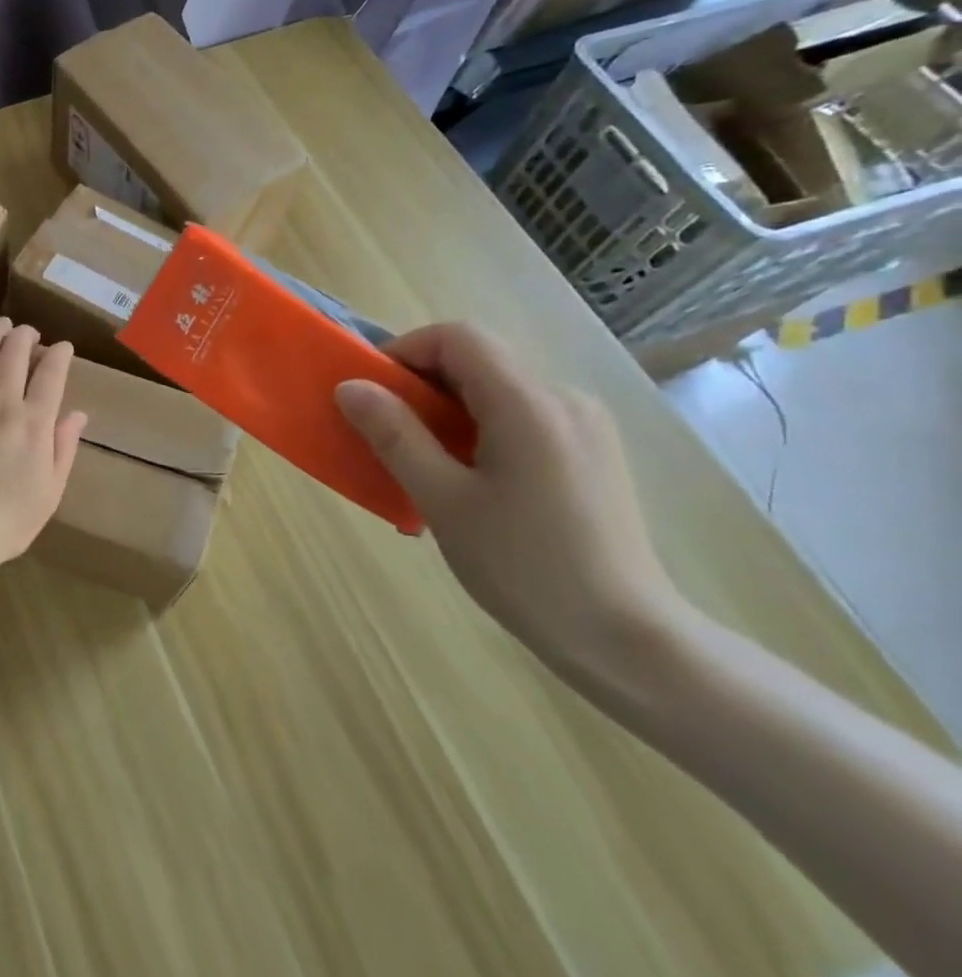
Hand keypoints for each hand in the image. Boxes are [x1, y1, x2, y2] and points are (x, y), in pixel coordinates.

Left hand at [0, 317, 87, 576]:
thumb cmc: (10, 519)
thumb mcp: (51, 490)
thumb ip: (64, 447)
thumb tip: (77, 415)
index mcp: (34, 423)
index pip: (51, 374)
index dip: (59, 355)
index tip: (63, 347)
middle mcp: (2, 404)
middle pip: (14, 355)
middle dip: (25, 336)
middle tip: (29, 333)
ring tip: (1, 325)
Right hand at [334, 323, 691, 689]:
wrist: (625, 639)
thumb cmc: (524, 567)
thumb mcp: (443, 500)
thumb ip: (395, 435)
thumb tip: (350, 387)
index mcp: (529, 404)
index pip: (458, 338)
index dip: (405, 351)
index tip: (372, 393)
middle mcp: (564, 400)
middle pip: (479, 360)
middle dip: (422, 385)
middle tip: (387, 432)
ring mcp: (584, 426)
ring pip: (498, 390)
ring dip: (448, 410)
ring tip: (422, 465)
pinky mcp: (591, 453)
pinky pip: (521, 418)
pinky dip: (479, 430)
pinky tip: (468, 481)